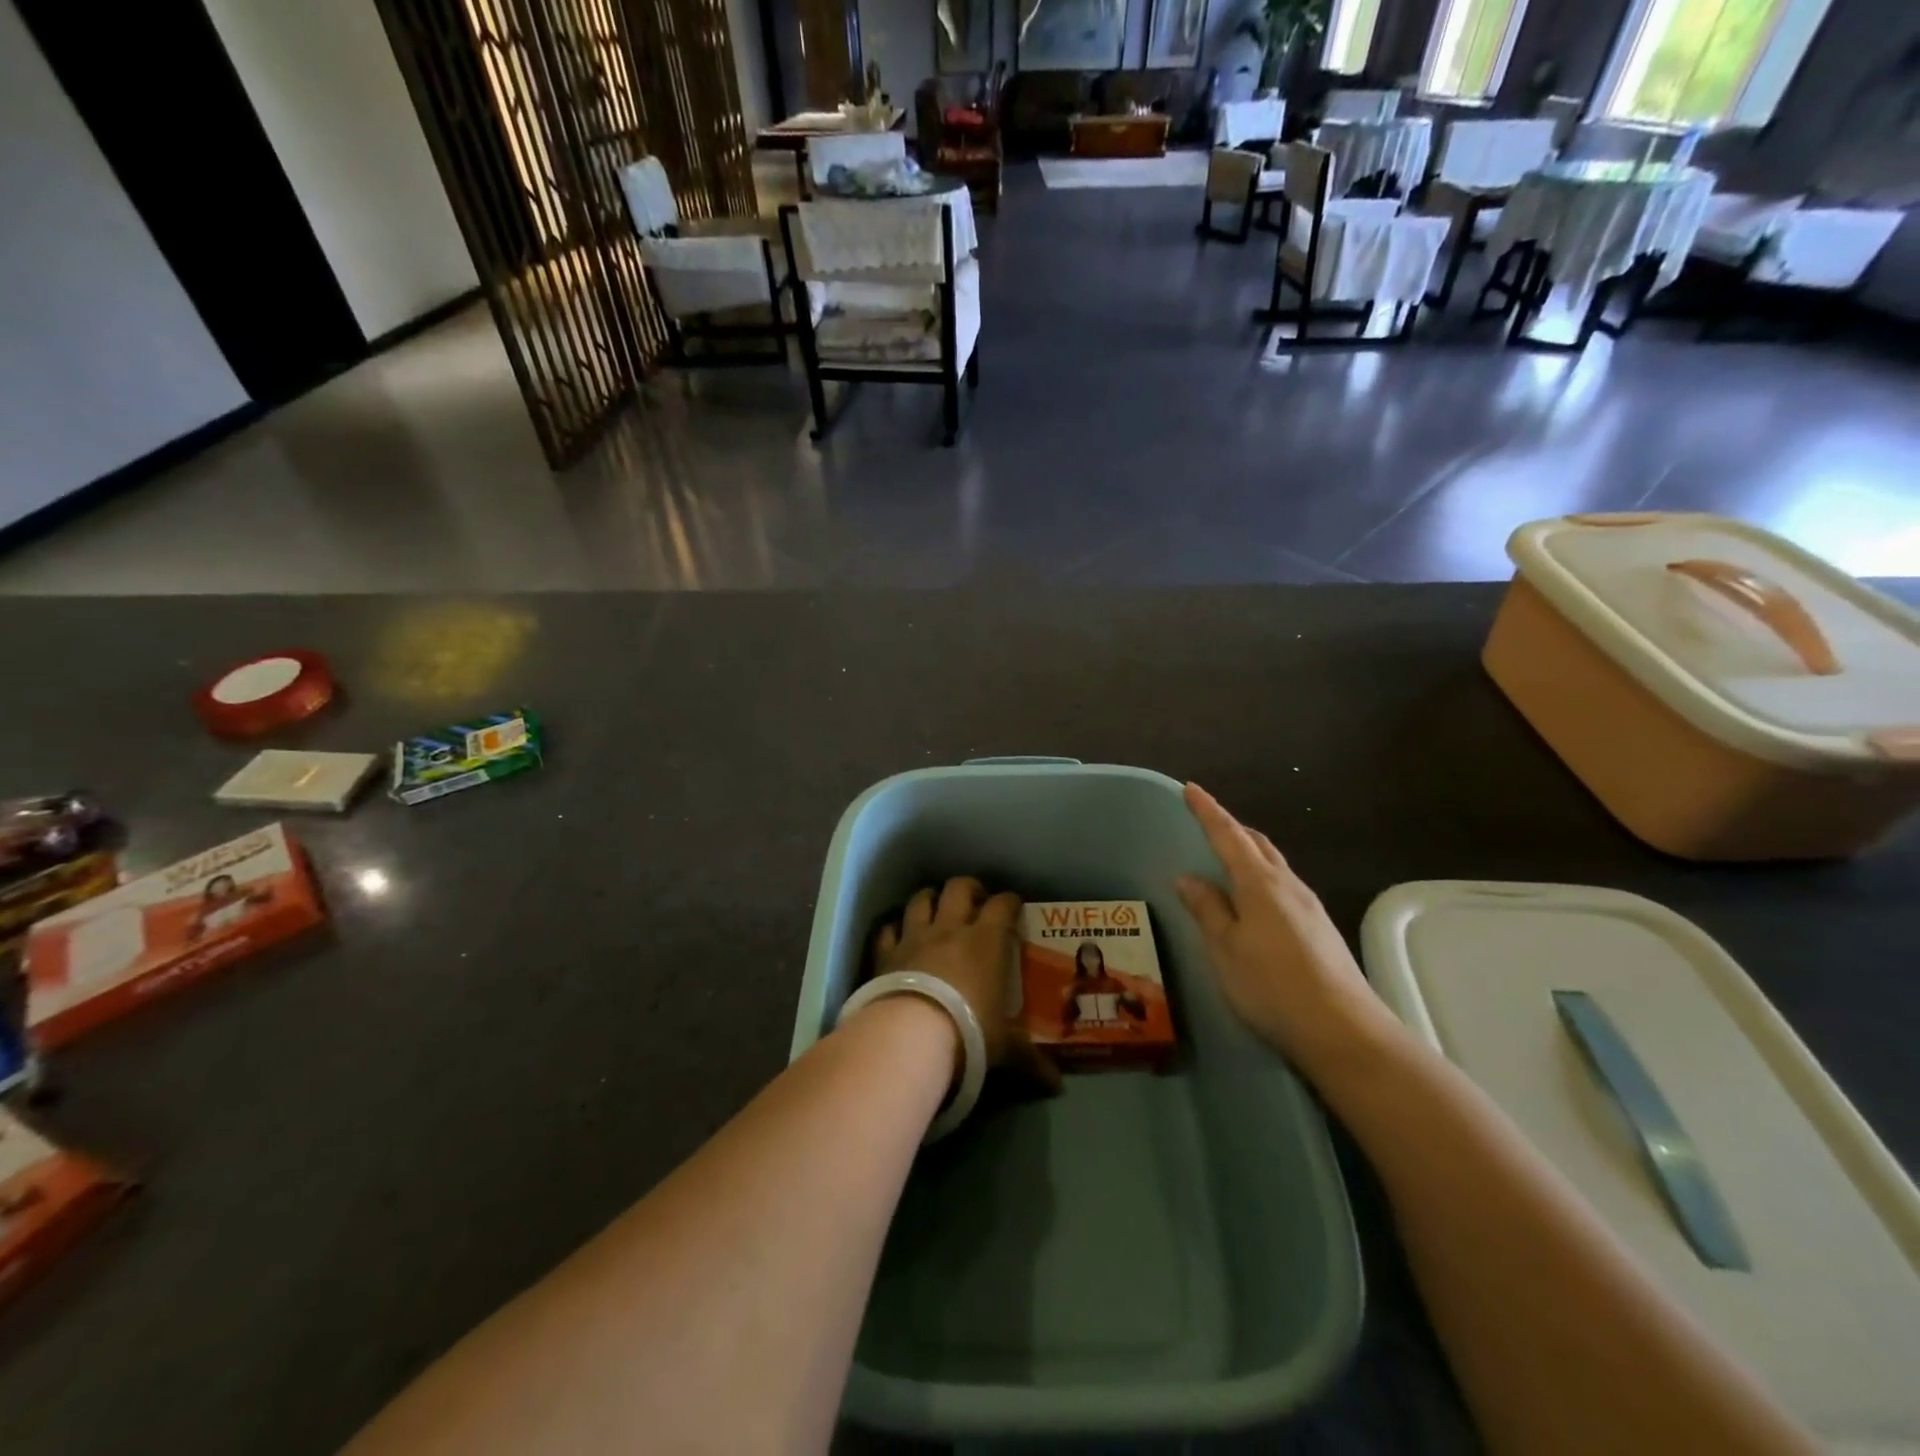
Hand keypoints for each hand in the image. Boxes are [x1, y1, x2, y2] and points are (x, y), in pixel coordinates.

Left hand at [872, 878, 1060, 1091]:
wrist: (911, 1035)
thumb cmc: (969, 1033)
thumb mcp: (1005, 1048)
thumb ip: (1029, 1059)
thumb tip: (1057, 1084)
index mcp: (986, 941)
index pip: (1003, 905)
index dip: (1010, 901)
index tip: (1015, 905)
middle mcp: (950, 928)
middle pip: (959, 888)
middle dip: (969, 888)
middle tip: (976, 899)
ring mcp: (914, 937)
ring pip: (920, 899)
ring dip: (929, 898)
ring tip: (935, 906)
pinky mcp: (886, 952)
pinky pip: (887, 929)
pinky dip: (893, 929)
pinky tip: (897, 935)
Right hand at [1174, 784, 1390, 1073]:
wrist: (1344, 1031)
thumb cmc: (1272, 986)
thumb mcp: (1226, 949)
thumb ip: (1208, 910)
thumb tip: (1189, 878)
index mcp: (1260, 883)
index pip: (1229, 836)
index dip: (1208, 812)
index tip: (1190, 789)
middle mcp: (1288, 885)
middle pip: (1257, 844)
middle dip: (1231, 829)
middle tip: (1206, 824)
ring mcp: (1309, 906)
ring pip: (1274, 865)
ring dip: (1249, 853)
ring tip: (1226, 860)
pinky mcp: (1320, 929)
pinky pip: (1283, 887)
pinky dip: (1262, 879)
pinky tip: (1254, 901)